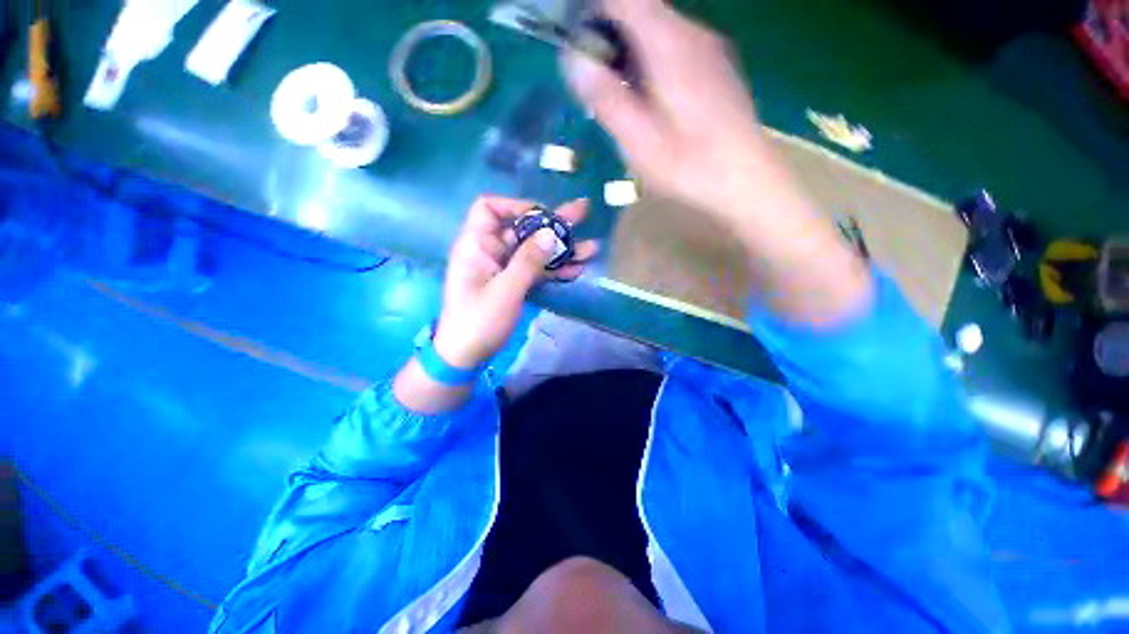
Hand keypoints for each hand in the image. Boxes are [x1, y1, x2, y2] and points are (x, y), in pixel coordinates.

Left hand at [432, 197, 597, 368]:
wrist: (466, 356)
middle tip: (582, 214)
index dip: (516, 206)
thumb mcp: (505, 290)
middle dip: (552, 225)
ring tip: (590, 248)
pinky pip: (535, 270)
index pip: (489, 208)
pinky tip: (577, 269)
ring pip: (534, 251)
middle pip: (522, 229)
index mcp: (476, 245)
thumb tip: (551, 233)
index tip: (544, 216)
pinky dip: (554, 270)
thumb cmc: (479, 322)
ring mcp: (503, 268)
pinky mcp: (513, 284)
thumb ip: (528, 261)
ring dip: (560, 250)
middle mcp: (490, 251)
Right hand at [562, 0, 772, 219]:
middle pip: (641, 11)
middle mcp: (692, 34)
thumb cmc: (689, 165)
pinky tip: (653, 102)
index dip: (595, 12)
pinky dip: (653, 63)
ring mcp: (708, 48)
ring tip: (623, 98)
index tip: (579, 44)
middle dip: (611, 38)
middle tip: (598, 84)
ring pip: (658, 30)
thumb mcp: (639, 141)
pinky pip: (675, 47)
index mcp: (669, 45)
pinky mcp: (716, 65)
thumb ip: (607, 98)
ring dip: (632, 53)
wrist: (746, 178)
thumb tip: (573, 59)